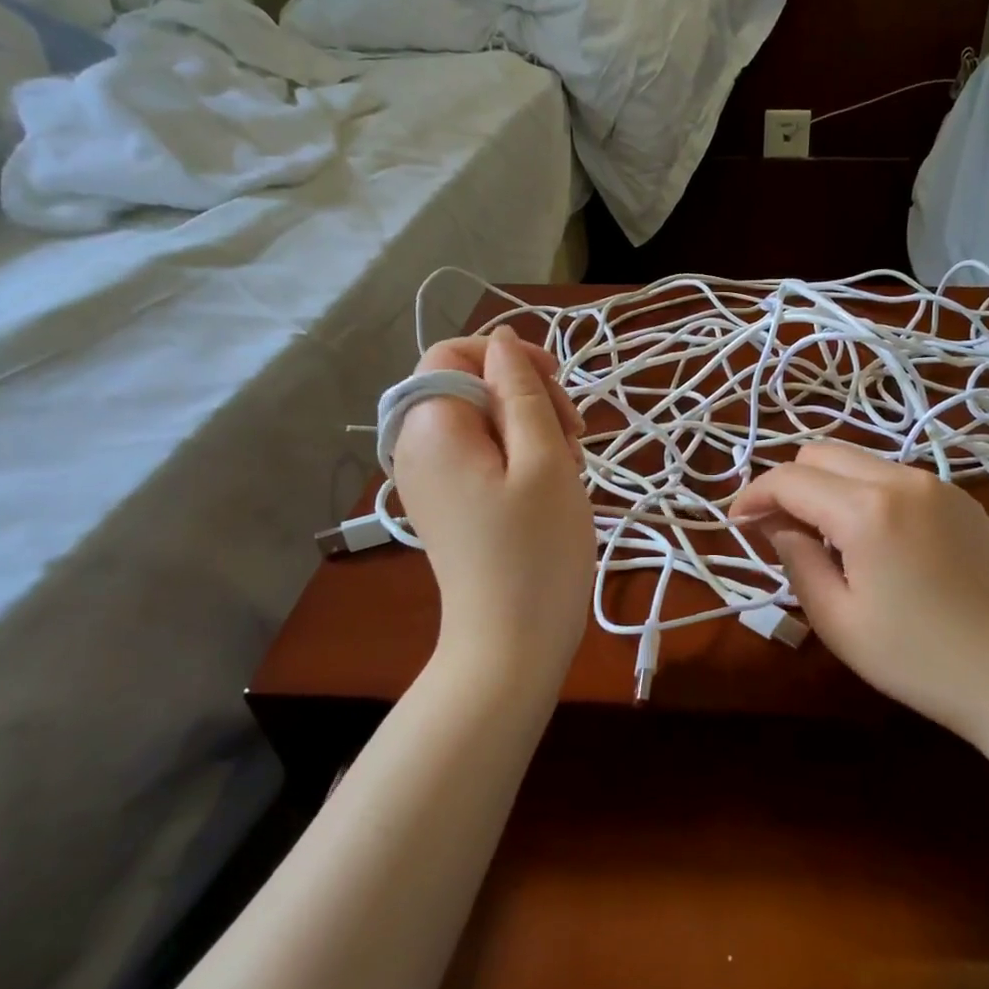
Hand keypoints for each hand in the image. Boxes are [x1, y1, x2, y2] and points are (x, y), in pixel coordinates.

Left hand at [392, 326, 594, 689]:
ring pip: (481, 422)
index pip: (454, 354)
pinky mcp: (447, 505)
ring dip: (529, 429)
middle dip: (526, 396)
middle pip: (469, 386)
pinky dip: (517, 458)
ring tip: (568, 467)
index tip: (559, 386)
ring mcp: (429, 480)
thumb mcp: (544, 459)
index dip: (509, 356)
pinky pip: (479, 456)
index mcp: (430, 426)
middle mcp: (415, 447)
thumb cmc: (536, 550)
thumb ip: (522, 390)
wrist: (511, 644)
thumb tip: (503, 343)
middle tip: (574, 437)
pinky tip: (550, 486)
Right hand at [731, 441, 988, 743]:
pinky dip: (864, 493)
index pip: (790, 479)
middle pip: (822, 453)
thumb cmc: (915, 658)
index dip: (754, 495)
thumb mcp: (836, 618)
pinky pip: (893, 477)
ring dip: (826, 487)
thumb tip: (776, 523)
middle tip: (776, 529)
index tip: (736, 523)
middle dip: (789, 483)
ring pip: (858, 461)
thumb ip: (796, 558)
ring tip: (822, 538)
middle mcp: (902, 479)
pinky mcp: (959, 498)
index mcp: (867, 510)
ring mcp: (937, 484)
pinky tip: (870, 540)